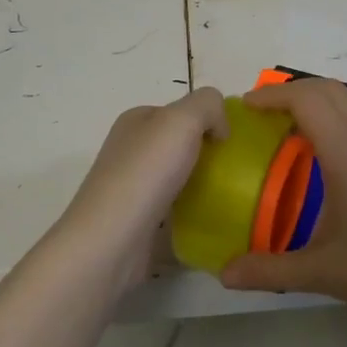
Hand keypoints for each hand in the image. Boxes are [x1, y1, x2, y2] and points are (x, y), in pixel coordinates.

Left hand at [55, 87, 229, 290]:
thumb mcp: (183, 119)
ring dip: (201, 183)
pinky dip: (191, 212)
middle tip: (234, 169)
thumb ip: (208, 106)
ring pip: (177, 176)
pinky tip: (208, 219)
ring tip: (228, 194)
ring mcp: (132, 187)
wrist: (112, 240)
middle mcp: (130, 150)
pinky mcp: (138, 221)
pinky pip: (173, 209)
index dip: (208, 120)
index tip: (230, 142)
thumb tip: (219, 128)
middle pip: (179, 144)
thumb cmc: (147, 172)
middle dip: (207, 153)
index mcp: (136, 120)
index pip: (180, 111)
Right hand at [220, 78, 346, 317]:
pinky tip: (328, 148)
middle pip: (328, 89)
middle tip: (262, 114)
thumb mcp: (322, 272)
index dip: (273, 96)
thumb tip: (225, 274)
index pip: (307, 100)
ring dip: (318, 98)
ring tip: (291, 125)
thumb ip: (269, 271)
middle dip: (291, 91)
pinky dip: (339, 112)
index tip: (246, 107)